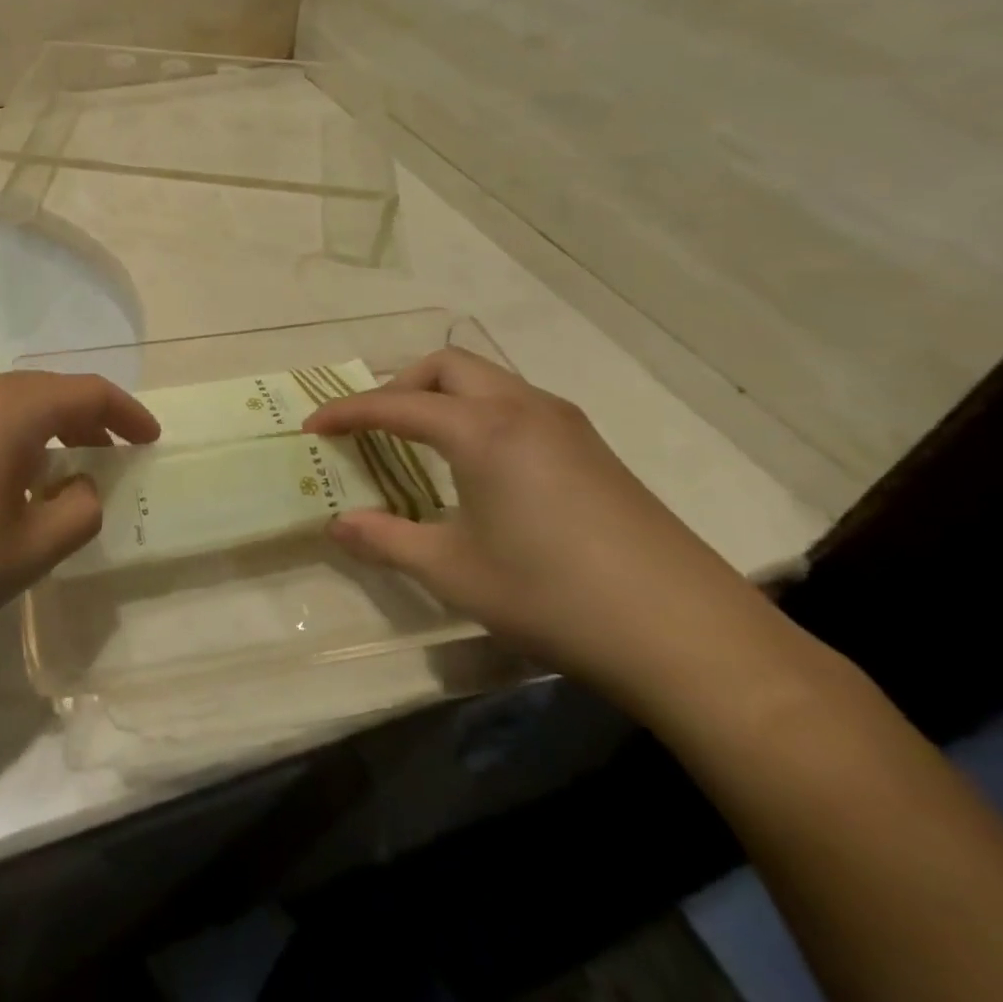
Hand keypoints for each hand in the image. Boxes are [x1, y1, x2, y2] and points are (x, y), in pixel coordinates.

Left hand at [0, 371, 159, 668]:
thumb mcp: (25, 551)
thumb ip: (76, 513)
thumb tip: (82, 486)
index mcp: (7, 409)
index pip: (85, 391)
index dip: (126, 412)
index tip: (150, 440)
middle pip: (45, 392)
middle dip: (86, 420)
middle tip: (113, 454)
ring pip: (6, 407)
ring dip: (44, 431)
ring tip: (62, 471)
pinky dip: (6, 441)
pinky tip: (0, 483)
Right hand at [304, 348, 779, 703]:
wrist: (690, 636)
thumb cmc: (554, 595)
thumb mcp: (453, 572)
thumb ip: (385, 540)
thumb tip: (336, 525)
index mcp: (481, 429)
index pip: (395, 405)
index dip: (346, 412)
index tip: (312, 427)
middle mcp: (522, 408)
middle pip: (447, 365)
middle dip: (399, 385)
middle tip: (375, 428)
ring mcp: (566, 424)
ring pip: (487, 380)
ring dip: (443, 396)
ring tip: (422, 443)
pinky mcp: (593, 448)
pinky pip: (517, 404)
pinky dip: (479, 413)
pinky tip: (481, 466)